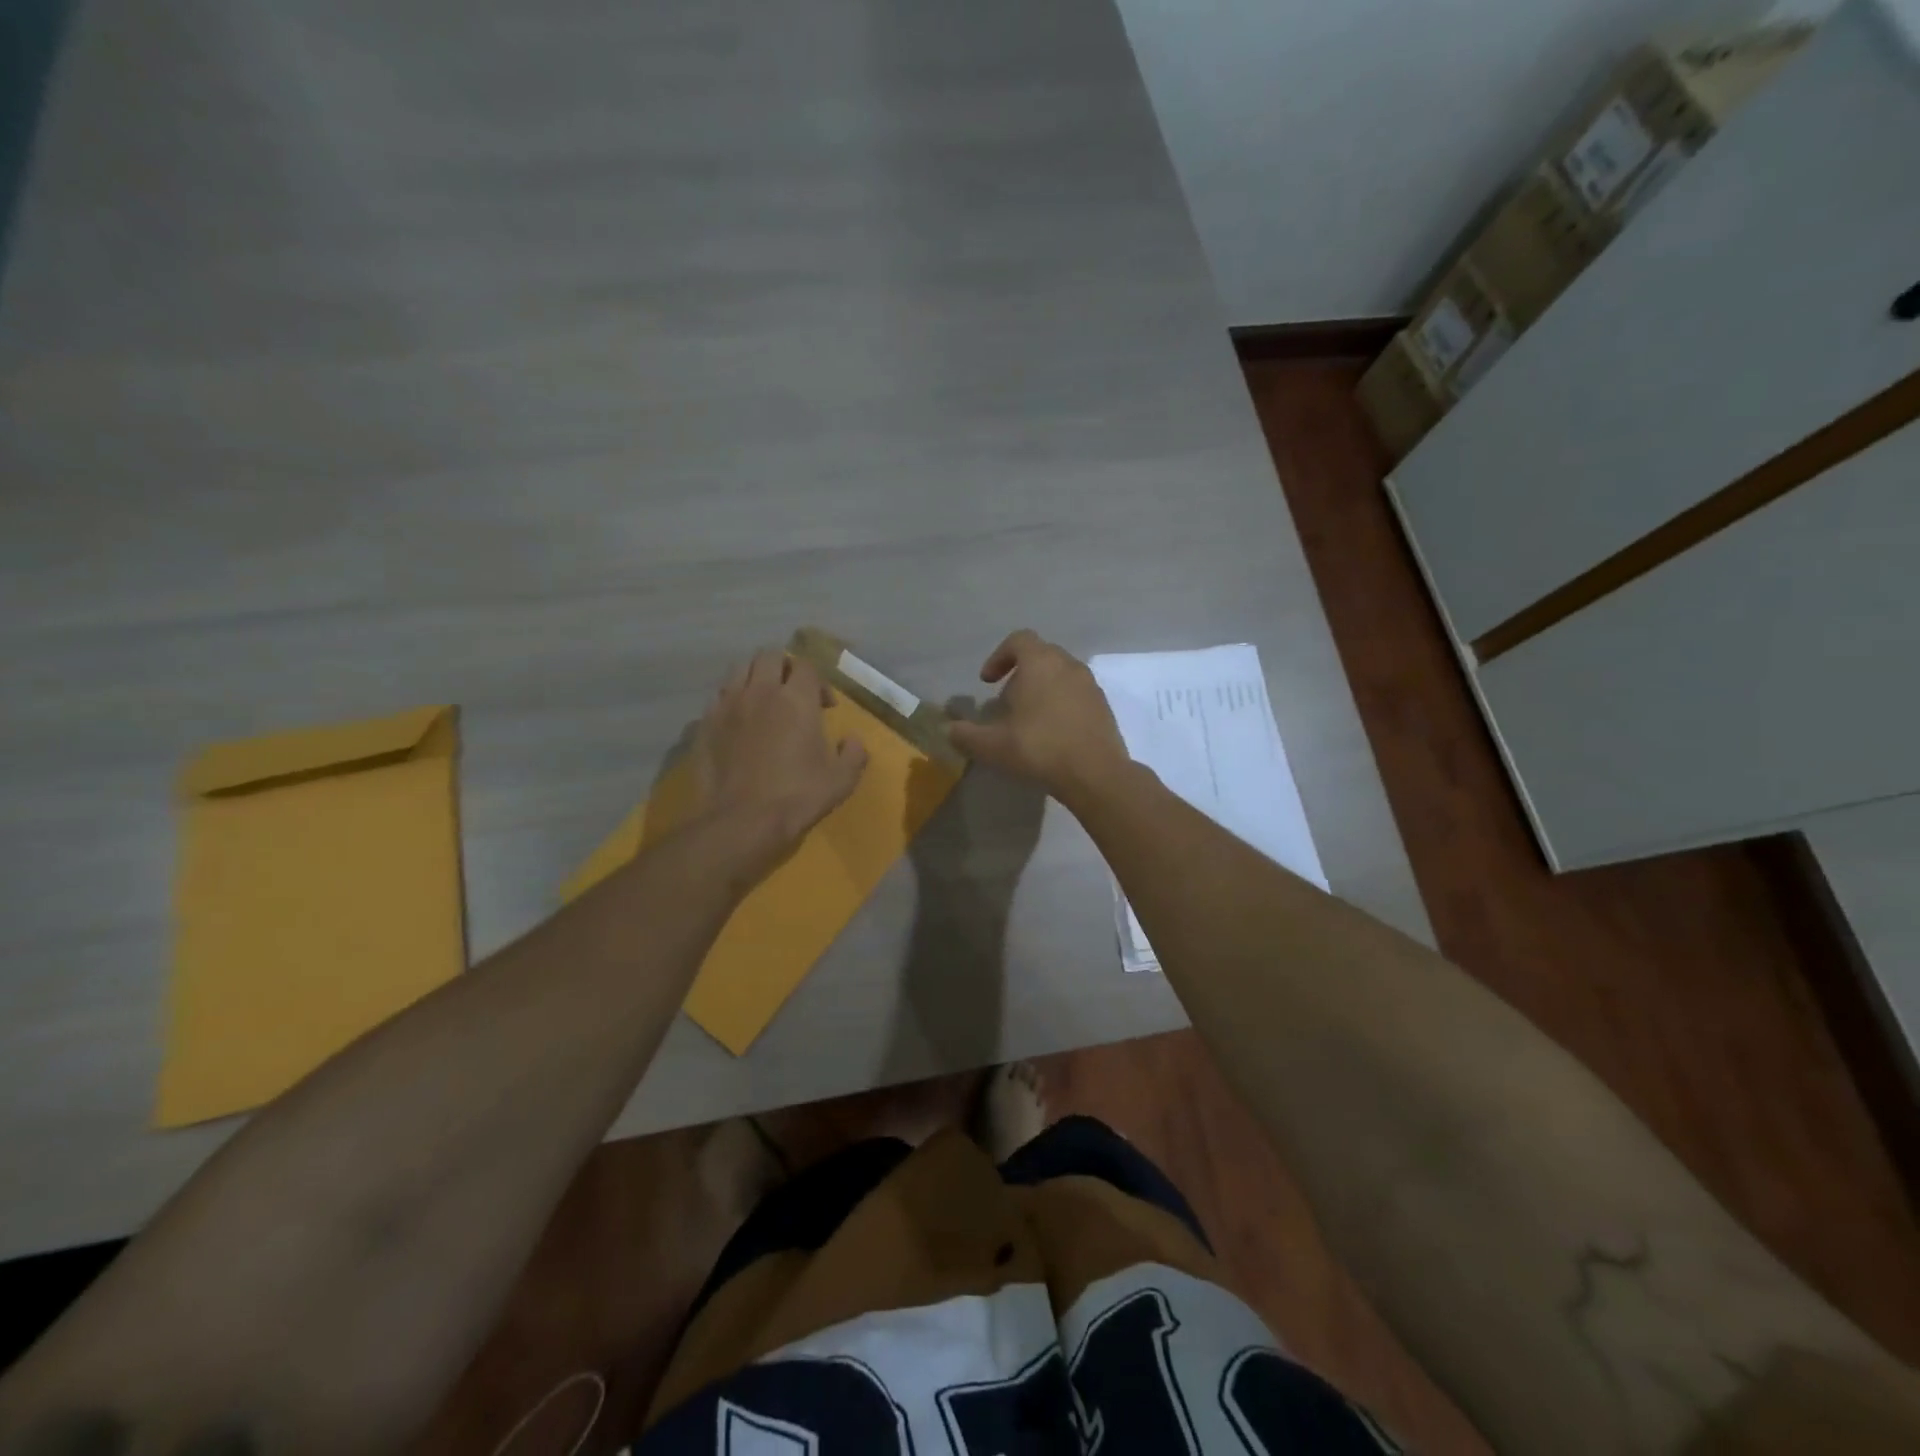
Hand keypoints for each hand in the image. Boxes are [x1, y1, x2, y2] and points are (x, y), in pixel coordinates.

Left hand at [693, 650, 868, 878]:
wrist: (741, 821)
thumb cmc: (797, 797)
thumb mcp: (841, 780)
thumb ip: (854, 753)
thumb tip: (852, 739)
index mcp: (797, 699)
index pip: (806, 666)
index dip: (818, 681)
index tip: (825, 706)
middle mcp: (760, 691)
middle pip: (769, 655)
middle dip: (784, 667)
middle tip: (792, 693)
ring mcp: (728, 704)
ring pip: (739, 668)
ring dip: (754, 676)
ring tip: (763, 700)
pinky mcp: (705, 723)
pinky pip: (718, 696)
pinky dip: (731, 699)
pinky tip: (738, 722)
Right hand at [947, 630, 1130, 806]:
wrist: (1095, 773)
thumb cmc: (1039, 748)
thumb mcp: (992, 746)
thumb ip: (965, 735)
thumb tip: (949, 729)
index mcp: (1040, 663)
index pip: (1018, 640)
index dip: (998, 657)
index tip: (987, 682)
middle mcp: (1068, 665)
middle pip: (1041, 655)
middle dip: (1020, 673)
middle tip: (1007, 701)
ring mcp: (1090, 685)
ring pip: (1061, 674)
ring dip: (1042, 688)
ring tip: (1029, 719)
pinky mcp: (1104, 706)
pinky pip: (1077, 694)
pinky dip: (1061, 703)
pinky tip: (1053, 732)